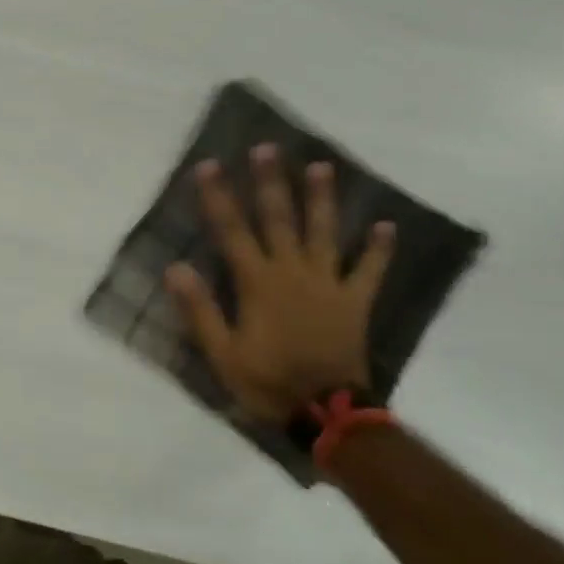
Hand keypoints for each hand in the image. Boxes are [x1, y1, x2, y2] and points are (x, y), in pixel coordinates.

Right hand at [165, 146, 393, 424]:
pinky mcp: (354, 301)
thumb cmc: (267, 382)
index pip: (232, 231)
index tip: (210, 166)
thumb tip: (175, 268)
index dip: (219, 197)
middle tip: (267, 149)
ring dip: (322, 199)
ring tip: (322, 167)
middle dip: (270, 182)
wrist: (327, 414)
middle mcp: (292, 272)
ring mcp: (328, 284)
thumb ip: (200, 310)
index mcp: (257, 283)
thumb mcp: (222, 353)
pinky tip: (387, 226)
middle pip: (279, 219)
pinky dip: (378, 249)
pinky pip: (368, 271)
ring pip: (323, 233)